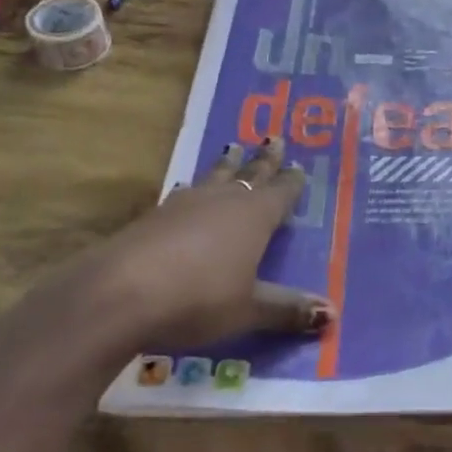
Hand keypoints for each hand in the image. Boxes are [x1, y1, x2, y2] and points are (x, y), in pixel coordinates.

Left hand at [0, 137, 330, 451]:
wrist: (120, 294)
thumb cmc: (198, 299)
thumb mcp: (249, 309)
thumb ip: (287, 309)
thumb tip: (331, 313)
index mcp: (254, 216)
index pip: (281, 192)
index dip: (292, 182)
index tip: (300, 166)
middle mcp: (223, 201)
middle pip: (249, 173)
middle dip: (264, 159)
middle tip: (274, 138)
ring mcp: (185, 205)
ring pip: (214, 177)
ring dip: (227, 165)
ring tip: (233, 148)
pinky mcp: (154, 217)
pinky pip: (184, 194)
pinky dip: (193, 189)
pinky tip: (187, 190)